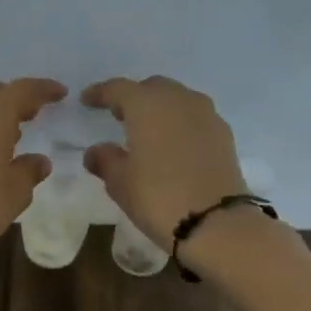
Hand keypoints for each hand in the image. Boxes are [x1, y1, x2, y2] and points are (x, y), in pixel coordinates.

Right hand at [80, 76, 246, 247]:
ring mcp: (206, 115)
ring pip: (177, 100)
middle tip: (118, 115)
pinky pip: (195, 118)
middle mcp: (178, 100)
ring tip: (147, 130)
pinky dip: (180, 124)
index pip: (118, 89)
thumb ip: (105, 160)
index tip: (86, 100)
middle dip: (134, 97)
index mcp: (147, 104)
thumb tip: (96, 151)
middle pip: (152, 88)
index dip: (100, 93)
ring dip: (160, 109)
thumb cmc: (158, 197)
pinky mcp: (224, 135)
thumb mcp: (120, 182)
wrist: (216, 223)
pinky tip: (172, 145)